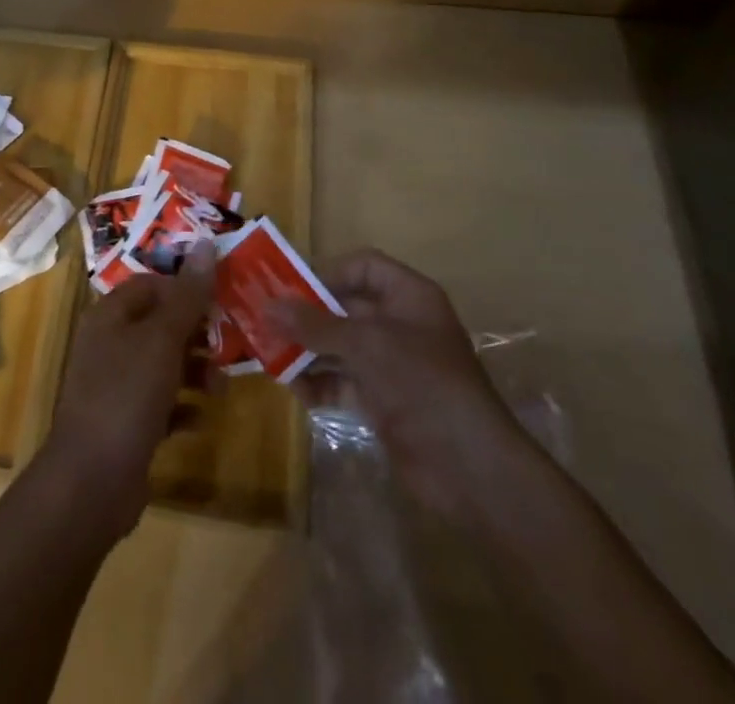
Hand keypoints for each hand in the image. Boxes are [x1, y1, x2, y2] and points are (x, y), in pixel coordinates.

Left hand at [41, 243, 215, 539]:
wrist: (90, 482)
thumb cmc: (126, 396)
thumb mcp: (162, 340)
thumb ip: (187, 296)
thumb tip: (205, 243)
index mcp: (110, 316)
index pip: (150, 285)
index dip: (184, 288)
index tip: (220, 299)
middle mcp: (109, 345)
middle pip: (159, 324)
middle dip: (195, 333)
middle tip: (229, 341)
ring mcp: (115, 386)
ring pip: (163, 365)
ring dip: (195, 371)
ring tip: (221, 386)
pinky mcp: (125, 424)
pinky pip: (161, 404)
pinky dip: (182, 407)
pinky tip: (201, 418)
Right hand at [276, 249, 513, 514]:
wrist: (469, 469)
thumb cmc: (422, 384)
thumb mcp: (365, 345)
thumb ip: (314, 325)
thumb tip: (266, 306)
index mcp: (408, 296)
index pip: (363, 266)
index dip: (327, 272)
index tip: (290, 288)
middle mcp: (400, 324)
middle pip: (345, 307)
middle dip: (306, 316)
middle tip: (265, 321)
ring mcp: (392, 364)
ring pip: (339, 346)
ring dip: (307, 351)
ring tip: (270, 357)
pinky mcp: (384, 400)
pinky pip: (343, 381)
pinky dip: (320, 383)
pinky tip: (297, 390)